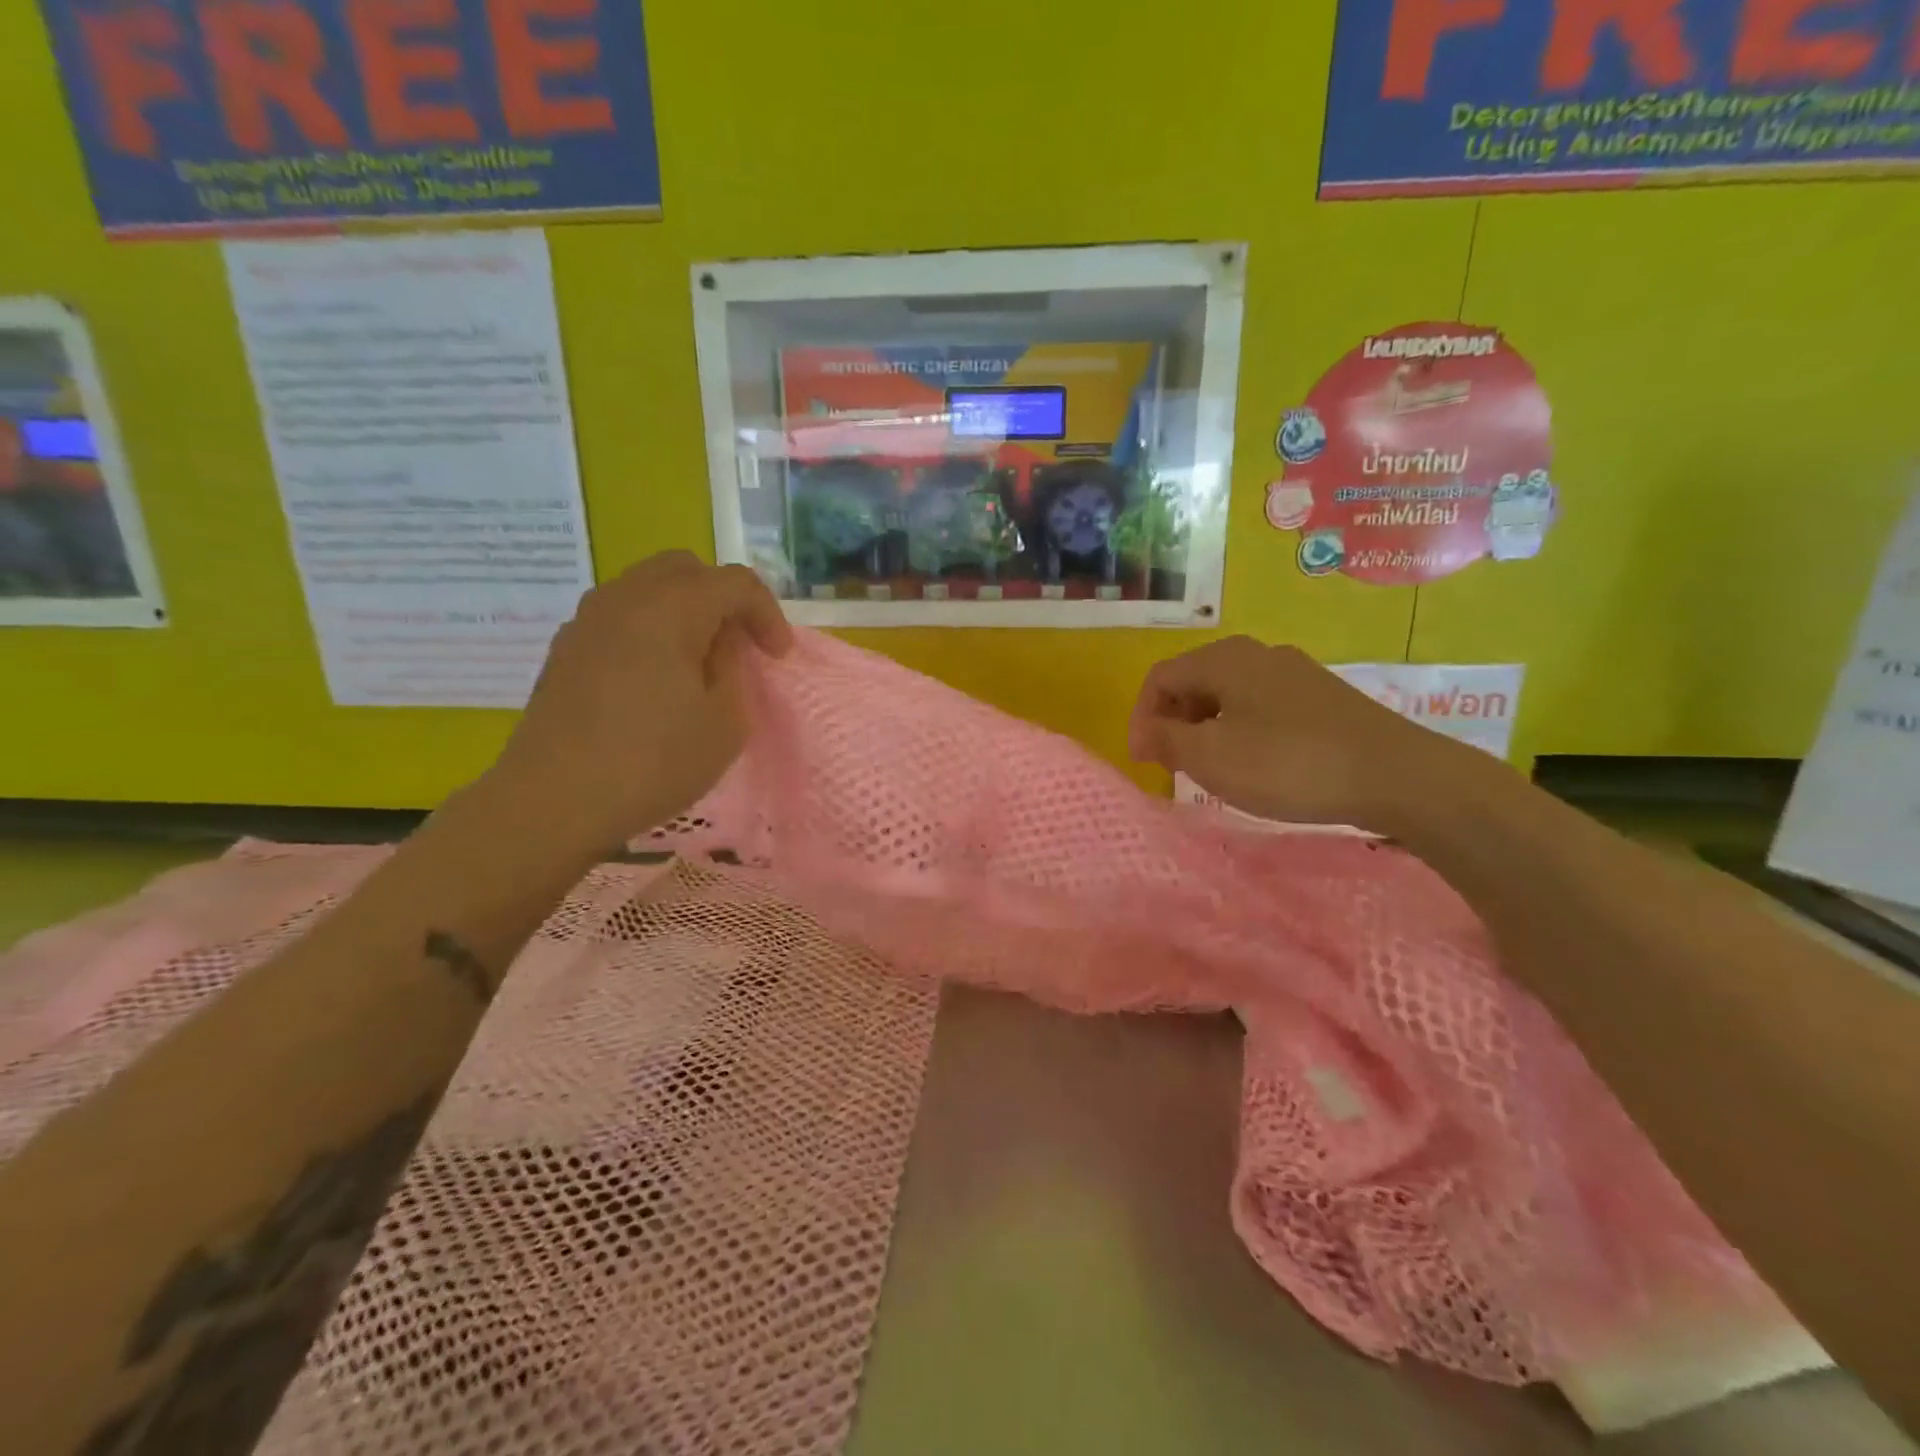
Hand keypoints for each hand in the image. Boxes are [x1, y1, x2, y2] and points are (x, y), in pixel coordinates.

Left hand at [479, 552, 791, 860]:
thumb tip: (720, 643)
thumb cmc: (653, 762)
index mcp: (671, 608)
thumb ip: (733, 668)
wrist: (554, 799)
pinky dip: (650, 628)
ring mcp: (589, 619)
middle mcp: (626, 598)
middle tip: (740, 644)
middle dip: (723, 598)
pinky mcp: (567, 647)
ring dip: (684, 610)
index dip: (768, 613)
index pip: (735, 582)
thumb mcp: (725, 722)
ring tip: (698, 658)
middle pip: (686, 569)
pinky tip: (655, 675)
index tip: (777, 656)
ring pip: (648, 587)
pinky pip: (620, 615)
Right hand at [1127, 636, 1481, 832]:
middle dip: (1173, 723)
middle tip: (1171, 766)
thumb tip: (1145, 730)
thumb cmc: (1287, 763)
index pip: (1160, 678)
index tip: (1143, 762)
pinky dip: (1240, 731)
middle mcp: (1257, 654)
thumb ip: (1165, 739)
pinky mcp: (1321, 697)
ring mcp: (1294, 673)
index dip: (1141, 718)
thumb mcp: (1210, 757)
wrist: (1395, 775)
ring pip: (1228, 695)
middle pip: (1194, 682)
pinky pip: (1261, 707)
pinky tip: (1255, 764)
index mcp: (1223, 659)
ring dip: (1205, 730)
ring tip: (1209, 769)